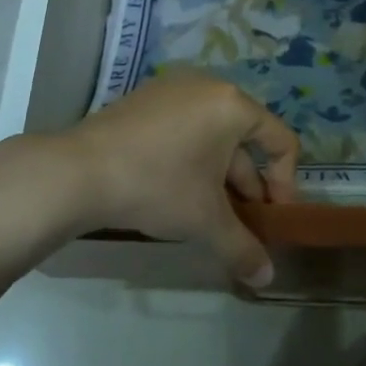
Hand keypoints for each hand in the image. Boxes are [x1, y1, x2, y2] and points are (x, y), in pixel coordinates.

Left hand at [50, 74, 299, 286]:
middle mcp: (208, 86)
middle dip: (248, 185)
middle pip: (244, 139)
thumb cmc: (157, 185)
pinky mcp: (146, 99)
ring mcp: (173, 89)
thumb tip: (266, 279)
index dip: (285, 183)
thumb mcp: (205, 220)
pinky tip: (176, 191)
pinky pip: (185, 128)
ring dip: (220, 176)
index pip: (280, 140)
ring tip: (209, 213)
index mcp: (232, 105)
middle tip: (242, 223)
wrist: (79, 171)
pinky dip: (192, 159)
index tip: (272, 218)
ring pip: (212, 136)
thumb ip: (242, 247)